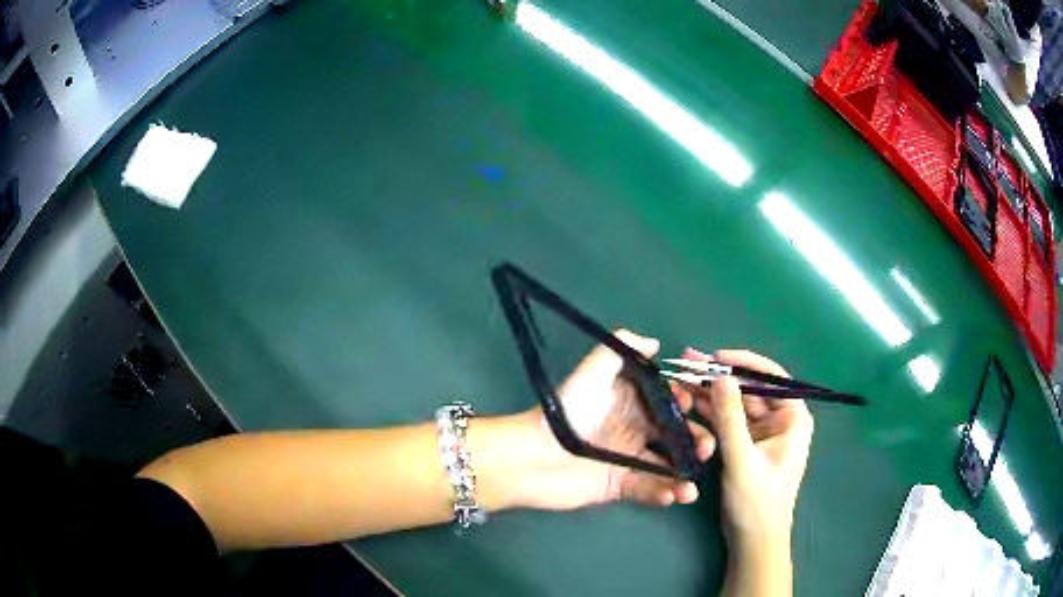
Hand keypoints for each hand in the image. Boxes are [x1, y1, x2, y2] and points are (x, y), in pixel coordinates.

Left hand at [510, 330, 714, 510]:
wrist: (534, 457)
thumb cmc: (568, 412)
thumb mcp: (593, 371)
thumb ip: (622, 349)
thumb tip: (655, 342)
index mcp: (629, 403)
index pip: (667, 402)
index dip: (685, 404)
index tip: (697, 407)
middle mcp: (632, 430)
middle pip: (674, 435)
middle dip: (695, 440)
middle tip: (707, 448)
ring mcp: (626, 460)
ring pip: (666, 465)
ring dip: (684, 472)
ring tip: (693, 481)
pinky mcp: (618, 486)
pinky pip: (648, 489)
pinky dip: (665, 493)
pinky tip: (676, 495)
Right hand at [671, 349, 813, 550]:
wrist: (753, 541)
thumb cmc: (757, 503)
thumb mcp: (742, 459)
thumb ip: (731, 418)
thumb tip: (720, 376)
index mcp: (793, 418)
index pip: (771, 378)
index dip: (743, 364)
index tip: (715, 357)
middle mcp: (781, 420)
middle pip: (749, 389)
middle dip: (720, 377)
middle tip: (688, 361)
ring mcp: (763, 433)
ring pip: (735, 404)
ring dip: (710, 393)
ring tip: (682, 375)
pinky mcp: (747, 445)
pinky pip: (728, 421)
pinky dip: (710, 413)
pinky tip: (689, 401)